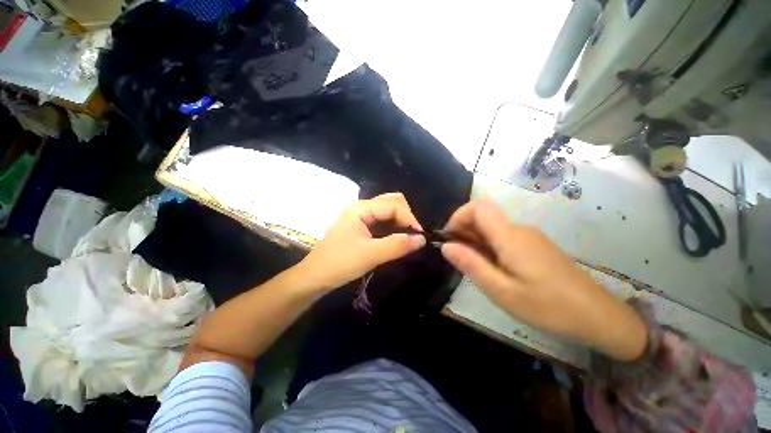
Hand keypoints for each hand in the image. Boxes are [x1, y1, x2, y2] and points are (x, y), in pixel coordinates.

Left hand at [297, 193, 425, 291]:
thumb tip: (422, 239)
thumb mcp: (370, 255)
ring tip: (407, 238)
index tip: (420, 237)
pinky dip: (392, 226)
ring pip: (387, 210)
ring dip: (400, 221)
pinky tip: (395, 238)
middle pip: (391, 202)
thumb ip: (397, 245)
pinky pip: (381, 219)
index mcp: (361, 208)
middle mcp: (361, 207)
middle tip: (413, 236)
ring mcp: (359, 215)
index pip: (394, 205)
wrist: (314, 276)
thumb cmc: (339, 264)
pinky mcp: (359, 225)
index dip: (410, 218)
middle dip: (406, 216)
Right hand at [441, 199, 647, 361]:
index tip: (449, 238)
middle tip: (461, 260)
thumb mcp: (502, 291)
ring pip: (492, 228)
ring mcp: (529, 236)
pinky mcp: (535, 245)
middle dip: (464, 232)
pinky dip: (489, 246)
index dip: (458, 216)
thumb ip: (472, 265)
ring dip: (476, 241)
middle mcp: (519, 229)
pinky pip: (504, 237)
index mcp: (510, 237)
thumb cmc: (549, 307)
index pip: (478, 207)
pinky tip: (496, 270)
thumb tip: (445, 245)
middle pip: (483, 216)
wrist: (599, 316)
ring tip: (478, 269)